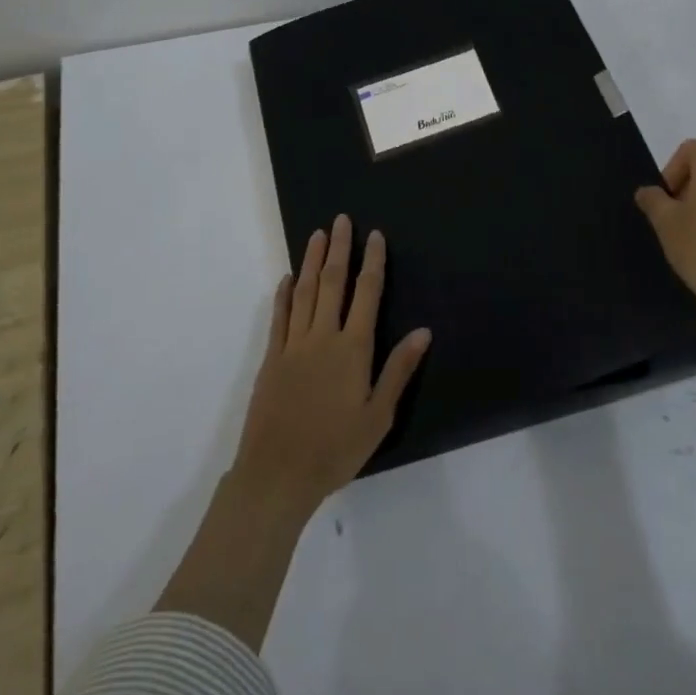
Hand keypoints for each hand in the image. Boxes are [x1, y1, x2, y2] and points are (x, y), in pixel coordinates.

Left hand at [230, 215, 431, 517]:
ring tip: (318, 234)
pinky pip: (280, 317)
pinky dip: (285, 294)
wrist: (278, 474)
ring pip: (305, 292)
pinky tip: (289, 277)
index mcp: (352, 349)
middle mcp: (323, 337)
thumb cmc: (336, 449)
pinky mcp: (272, 358)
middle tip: (341, 220)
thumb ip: (399, 370)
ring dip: (312, 261)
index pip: (366, 293)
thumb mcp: (378, 416)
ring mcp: (293, 345)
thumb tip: (423, 331)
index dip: (372, 262)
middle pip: (333, 283)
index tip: (374, 236)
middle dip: (339, 249)